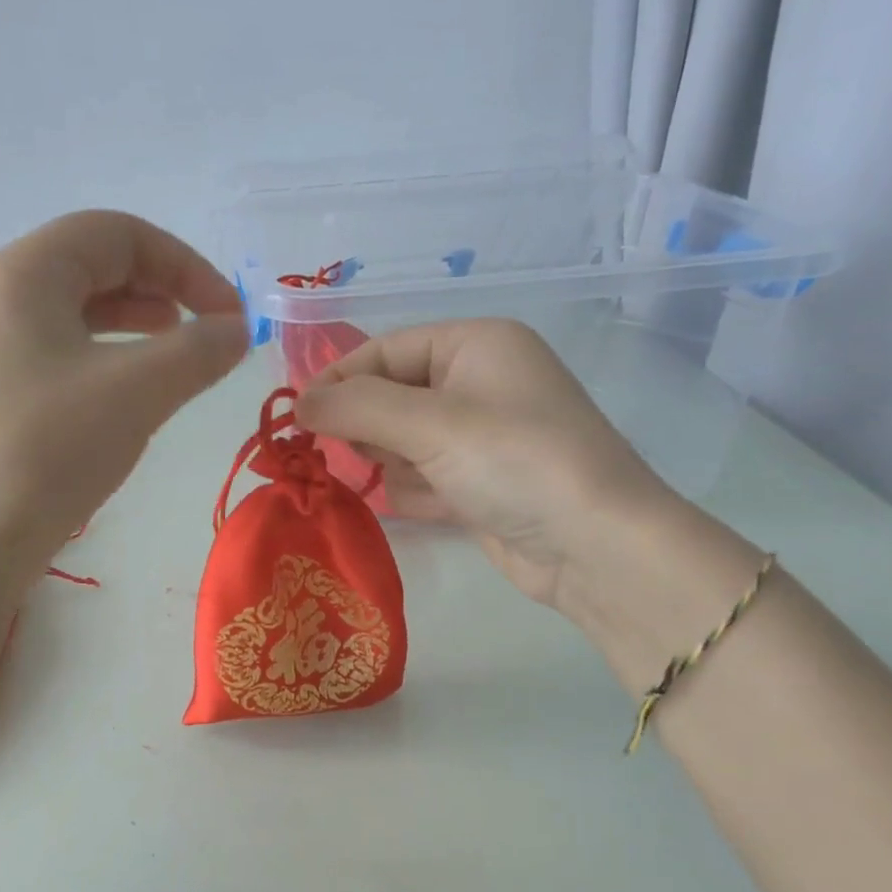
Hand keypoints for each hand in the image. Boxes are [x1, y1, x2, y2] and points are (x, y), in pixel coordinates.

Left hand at [0, 211, 247, 576]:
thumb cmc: (45, 451)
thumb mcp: (135, 392)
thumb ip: (197, 351)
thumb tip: (238, 330)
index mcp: (25, 273)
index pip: (118, 233)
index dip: (185, 265)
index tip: (229, 316)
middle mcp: (0, 297)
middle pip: (95, 265)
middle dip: (163, 290)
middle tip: (208, 334)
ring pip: (78, 313)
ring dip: (137, 325)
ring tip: (177, 357)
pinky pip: (62, 354)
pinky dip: (108, 360)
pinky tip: (130, 396)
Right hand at [294, 317, 679, 615]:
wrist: (593, 547)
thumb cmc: (514, 462)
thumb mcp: (430, 423)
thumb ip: (356, 406)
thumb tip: (297, 402)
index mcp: (476, 344)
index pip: (386, 349)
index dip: (339, 379)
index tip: (298, 418)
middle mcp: (478, 382)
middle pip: (391, 395)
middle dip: (370, 427)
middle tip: (361, 453)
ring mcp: (481, 436)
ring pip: (402, 441)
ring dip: (396, 464)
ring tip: (419, 482)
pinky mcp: (480, 483)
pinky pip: (424, 476)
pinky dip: (418, 492)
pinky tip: (440, 506)